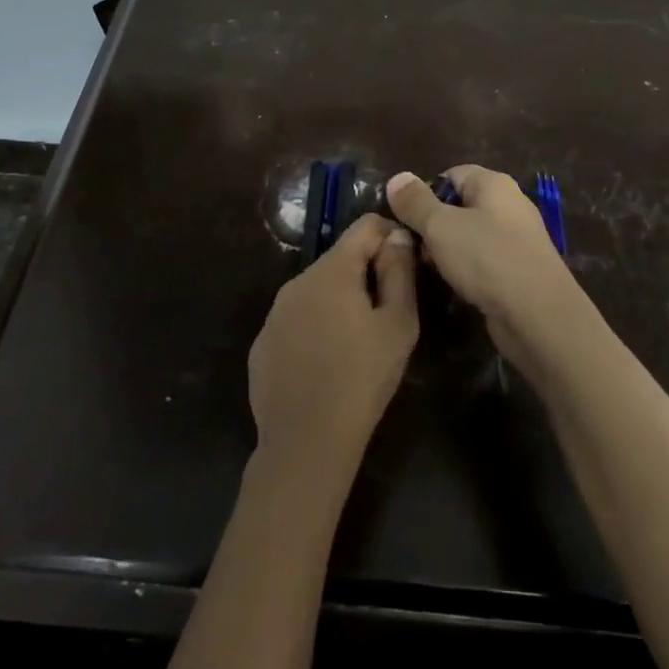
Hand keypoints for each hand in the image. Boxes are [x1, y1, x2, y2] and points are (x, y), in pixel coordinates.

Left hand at [248, 214, 418, 485]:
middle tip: (388, 312)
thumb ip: (400, 272)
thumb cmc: (362, 379)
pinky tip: (327, 363)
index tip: (405, 267)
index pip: (365, 226)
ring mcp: (274, 313)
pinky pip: (297, 320)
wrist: (305, 442)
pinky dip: (316, 327)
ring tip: (358, 342)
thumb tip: (398, 236)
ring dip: (340, 301)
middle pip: (340, 258)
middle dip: (366, 273)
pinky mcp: (263, 343)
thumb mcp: (398, 325)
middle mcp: (296, 281)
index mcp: (331, 271)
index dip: (391, 237)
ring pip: (317, 290)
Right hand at [386, 166, 591, 373]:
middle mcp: (509, 205)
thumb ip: (415, 202)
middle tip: (412, 246)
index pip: (451, 174)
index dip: (424, 192)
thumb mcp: (440, 226)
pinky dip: (466, 269)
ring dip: (447, 250)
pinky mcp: (519, 270)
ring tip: (428, 268)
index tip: (404, 218)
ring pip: (470, 235)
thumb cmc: (487, 258)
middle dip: (433, 224)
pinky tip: (453, 286)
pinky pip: (483, 260)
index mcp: (494, 184)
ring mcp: (517, 239)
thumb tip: (397, 177)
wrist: (539, 315)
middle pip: (459, 205)